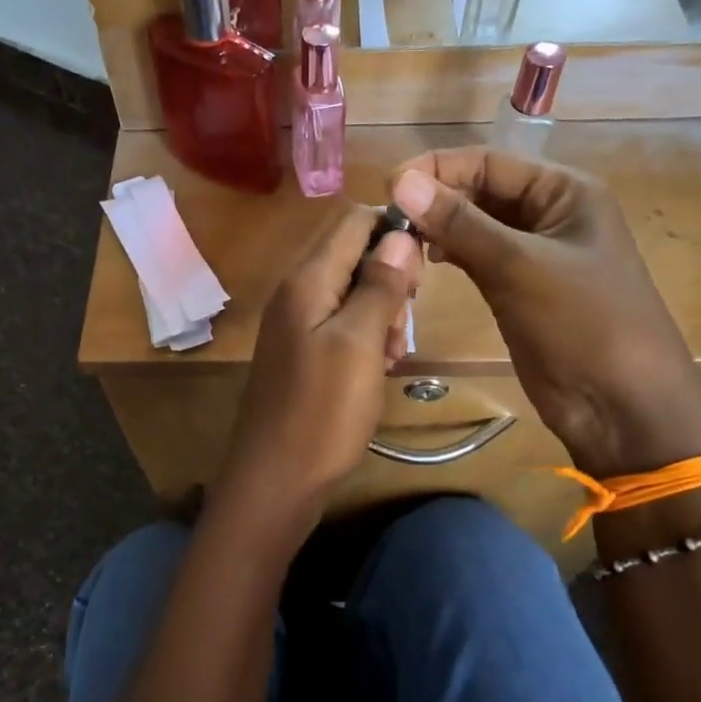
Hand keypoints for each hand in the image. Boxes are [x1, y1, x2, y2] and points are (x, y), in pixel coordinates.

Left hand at [222, 205, 422, 505]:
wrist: (276, 480)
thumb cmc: (322, 412)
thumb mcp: (359, 344)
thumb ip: (379, 285)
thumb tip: (400, 234)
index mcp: (306, 280)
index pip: (353, 220)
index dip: (393, 229)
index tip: (424, 266)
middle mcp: (296, 292)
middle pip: (353, 254)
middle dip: (391, 278)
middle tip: (407, 320)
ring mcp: (297, 323)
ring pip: (352, 292)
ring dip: (383, 313)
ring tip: (394, 353)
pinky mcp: (303, 352)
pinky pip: (342, 325)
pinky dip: (367, 337)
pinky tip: (380, 367)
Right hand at [391, 149, 700, 477]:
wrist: (622, 406)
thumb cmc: (583, 324)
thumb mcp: (519, 267)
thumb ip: (459, 223)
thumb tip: (399, 181)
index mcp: (564, 191)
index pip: (488, 162)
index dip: (436, 169)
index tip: (386, 187)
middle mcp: (548, 214)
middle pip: (479, 191)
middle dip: (434, 199)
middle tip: (386, 219)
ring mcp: (532, 253)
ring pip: (474, 225)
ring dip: (437, 228)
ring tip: (398, 240)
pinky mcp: (518, 288)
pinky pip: (476, 258)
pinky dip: (449, 254)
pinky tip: (422, 262)